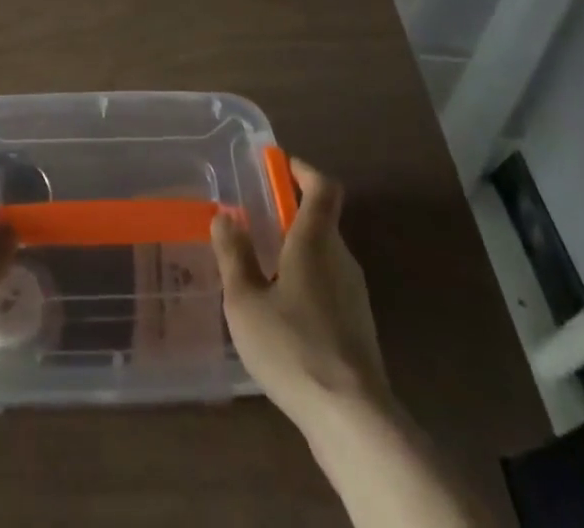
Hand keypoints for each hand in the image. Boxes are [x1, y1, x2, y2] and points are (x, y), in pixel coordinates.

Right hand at [211, 158, 392, 431]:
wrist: (352, 418)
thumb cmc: (293, 346)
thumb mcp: (245, 300)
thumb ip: (233, 254)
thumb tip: (225, 215)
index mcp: (316, 240)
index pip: (323, 187)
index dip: (303, 170)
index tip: (279, 165)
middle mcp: (341, 258)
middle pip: (321, 221)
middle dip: (290, 214)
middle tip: (256, 220)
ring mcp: (355, 295)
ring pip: (325, 256)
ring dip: (297, 251)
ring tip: (261, 268)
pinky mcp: (358, 328)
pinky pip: (329, 287)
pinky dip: (306, 283)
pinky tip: (282, 313)